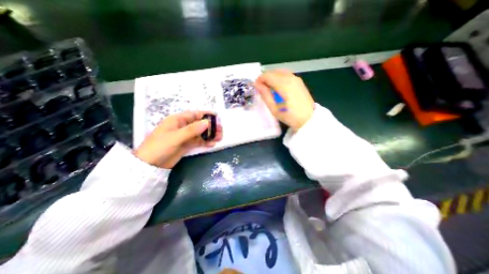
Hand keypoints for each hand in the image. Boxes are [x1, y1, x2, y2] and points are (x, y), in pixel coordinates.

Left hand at [135, 111, 223, 166]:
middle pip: (199, 124)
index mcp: (177, 120)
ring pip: (200, 133)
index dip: (206, 115)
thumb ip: (192, 130)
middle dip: (210, 127)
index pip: (194, 115)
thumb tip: (207, 122)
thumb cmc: (159, 147)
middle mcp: (182, 127)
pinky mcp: (186, 145)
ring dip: (210, 135)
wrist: (149, 165)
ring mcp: (185, 137)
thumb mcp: (175, 137)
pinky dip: (205, 142)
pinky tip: (212, 144)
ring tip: (220, 137)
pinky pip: (198, 142)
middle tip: (221, 130)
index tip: (217, 117)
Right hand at [256, 69, 312, 130]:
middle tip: (262, 88)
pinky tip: (278, 88)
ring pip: (280, 72)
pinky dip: (279, 78)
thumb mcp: (274, 108)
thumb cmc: (289, 116)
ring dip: (272, 78)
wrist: (308, 119)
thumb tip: (257, 85)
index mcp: (283, 84)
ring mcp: (296, 78)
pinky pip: (286, 75)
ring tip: (269, 88)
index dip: (259, 80)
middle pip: (273, 72)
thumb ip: (265, 95)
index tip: (256, 87)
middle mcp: (290, 78)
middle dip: (265, 78)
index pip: (267, 75)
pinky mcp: (299, 81)